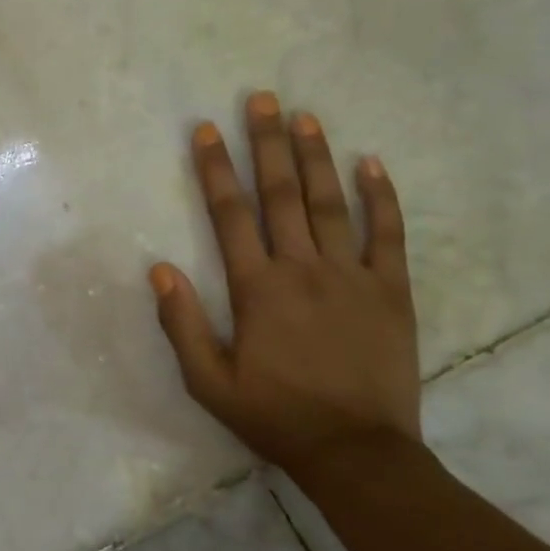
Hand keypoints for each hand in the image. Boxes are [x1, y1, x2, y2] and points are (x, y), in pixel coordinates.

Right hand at [150, 92, 421, 477]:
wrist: (355, 452)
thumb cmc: (274, 415)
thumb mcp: (208, 381)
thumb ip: (181, 323)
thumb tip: (159, 269)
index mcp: (257, 288)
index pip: (230, 215)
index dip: (216, 169)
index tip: (207, 129)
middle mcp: (302, 269)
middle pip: (282, 194)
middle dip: (267, 143)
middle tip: (262, 98)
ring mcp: (352, 276)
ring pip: (331, 203)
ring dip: (316, 156)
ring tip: (305, 116)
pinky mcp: (390, 291)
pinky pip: (387, 234)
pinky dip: (381, 197)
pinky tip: (372, 164)